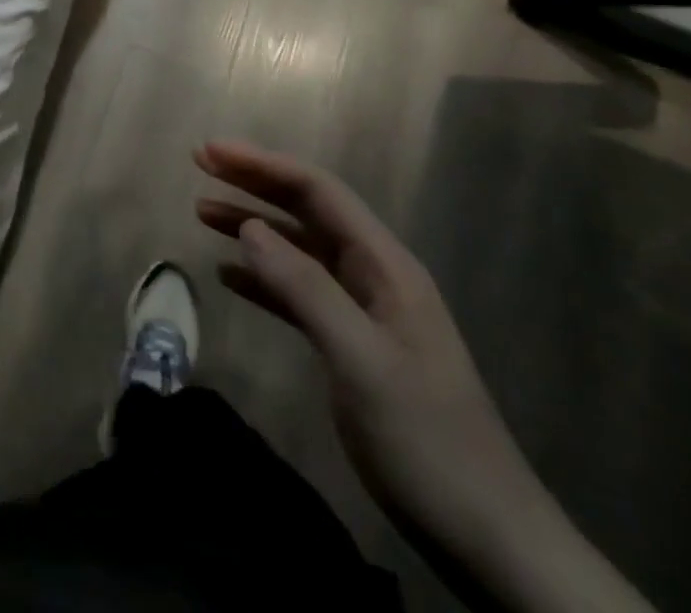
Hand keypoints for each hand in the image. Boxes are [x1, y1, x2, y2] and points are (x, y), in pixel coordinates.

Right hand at [194, 142, 530, 544]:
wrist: (489, 538)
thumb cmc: (426, 440)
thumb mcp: (362, 361)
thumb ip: (305, 288)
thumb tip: (248, 226)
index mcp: (385, 266)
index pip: (318, 192)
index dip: (263, 165)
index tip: (211, 152)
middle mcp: (374, 275)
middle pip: (307, 211)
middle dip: (254, 183)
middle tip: (201, 164)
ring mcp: (365, 311)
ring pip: (299, 249)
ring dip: (252, 226)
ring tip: (202, 212)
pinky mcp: (353, 345)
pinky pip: (298, 293)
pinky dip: (262, 277)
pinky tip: (229, 275)